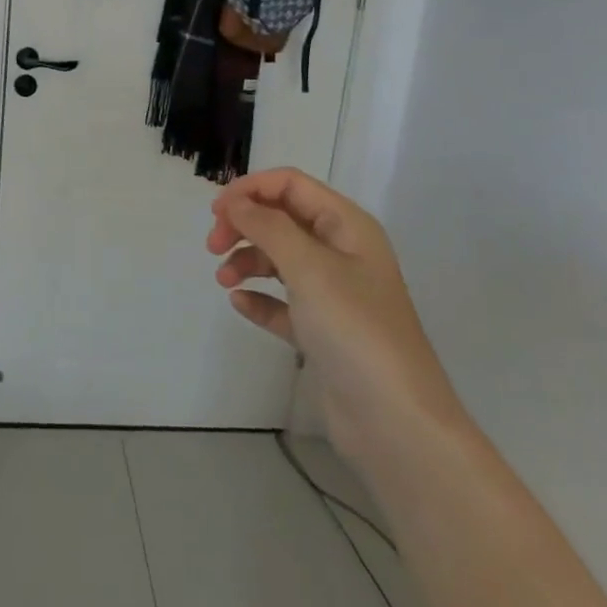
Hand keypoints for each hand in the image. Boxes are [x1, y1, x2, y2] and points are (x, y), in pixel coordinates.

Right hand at [207, 168, 461, 456]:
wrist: (394, 421)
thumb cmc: (354, 329)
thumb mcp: (309, 267)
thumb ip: (267, 226)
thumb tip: (233, 201)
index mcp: (347, 226)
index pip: (291, 185)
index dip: (251, 189)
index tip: (215, 211)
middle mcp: (342, 253)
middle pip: (282, 219)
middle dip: (245, 225)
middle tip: (212, 247)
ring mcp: (333, 294)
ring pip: (279, 260)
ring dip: (247, 261)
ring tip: (224, 280)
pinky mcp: (322, 331)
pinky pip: (282, 302)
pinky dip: (259, 298)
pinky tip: (240, 304)